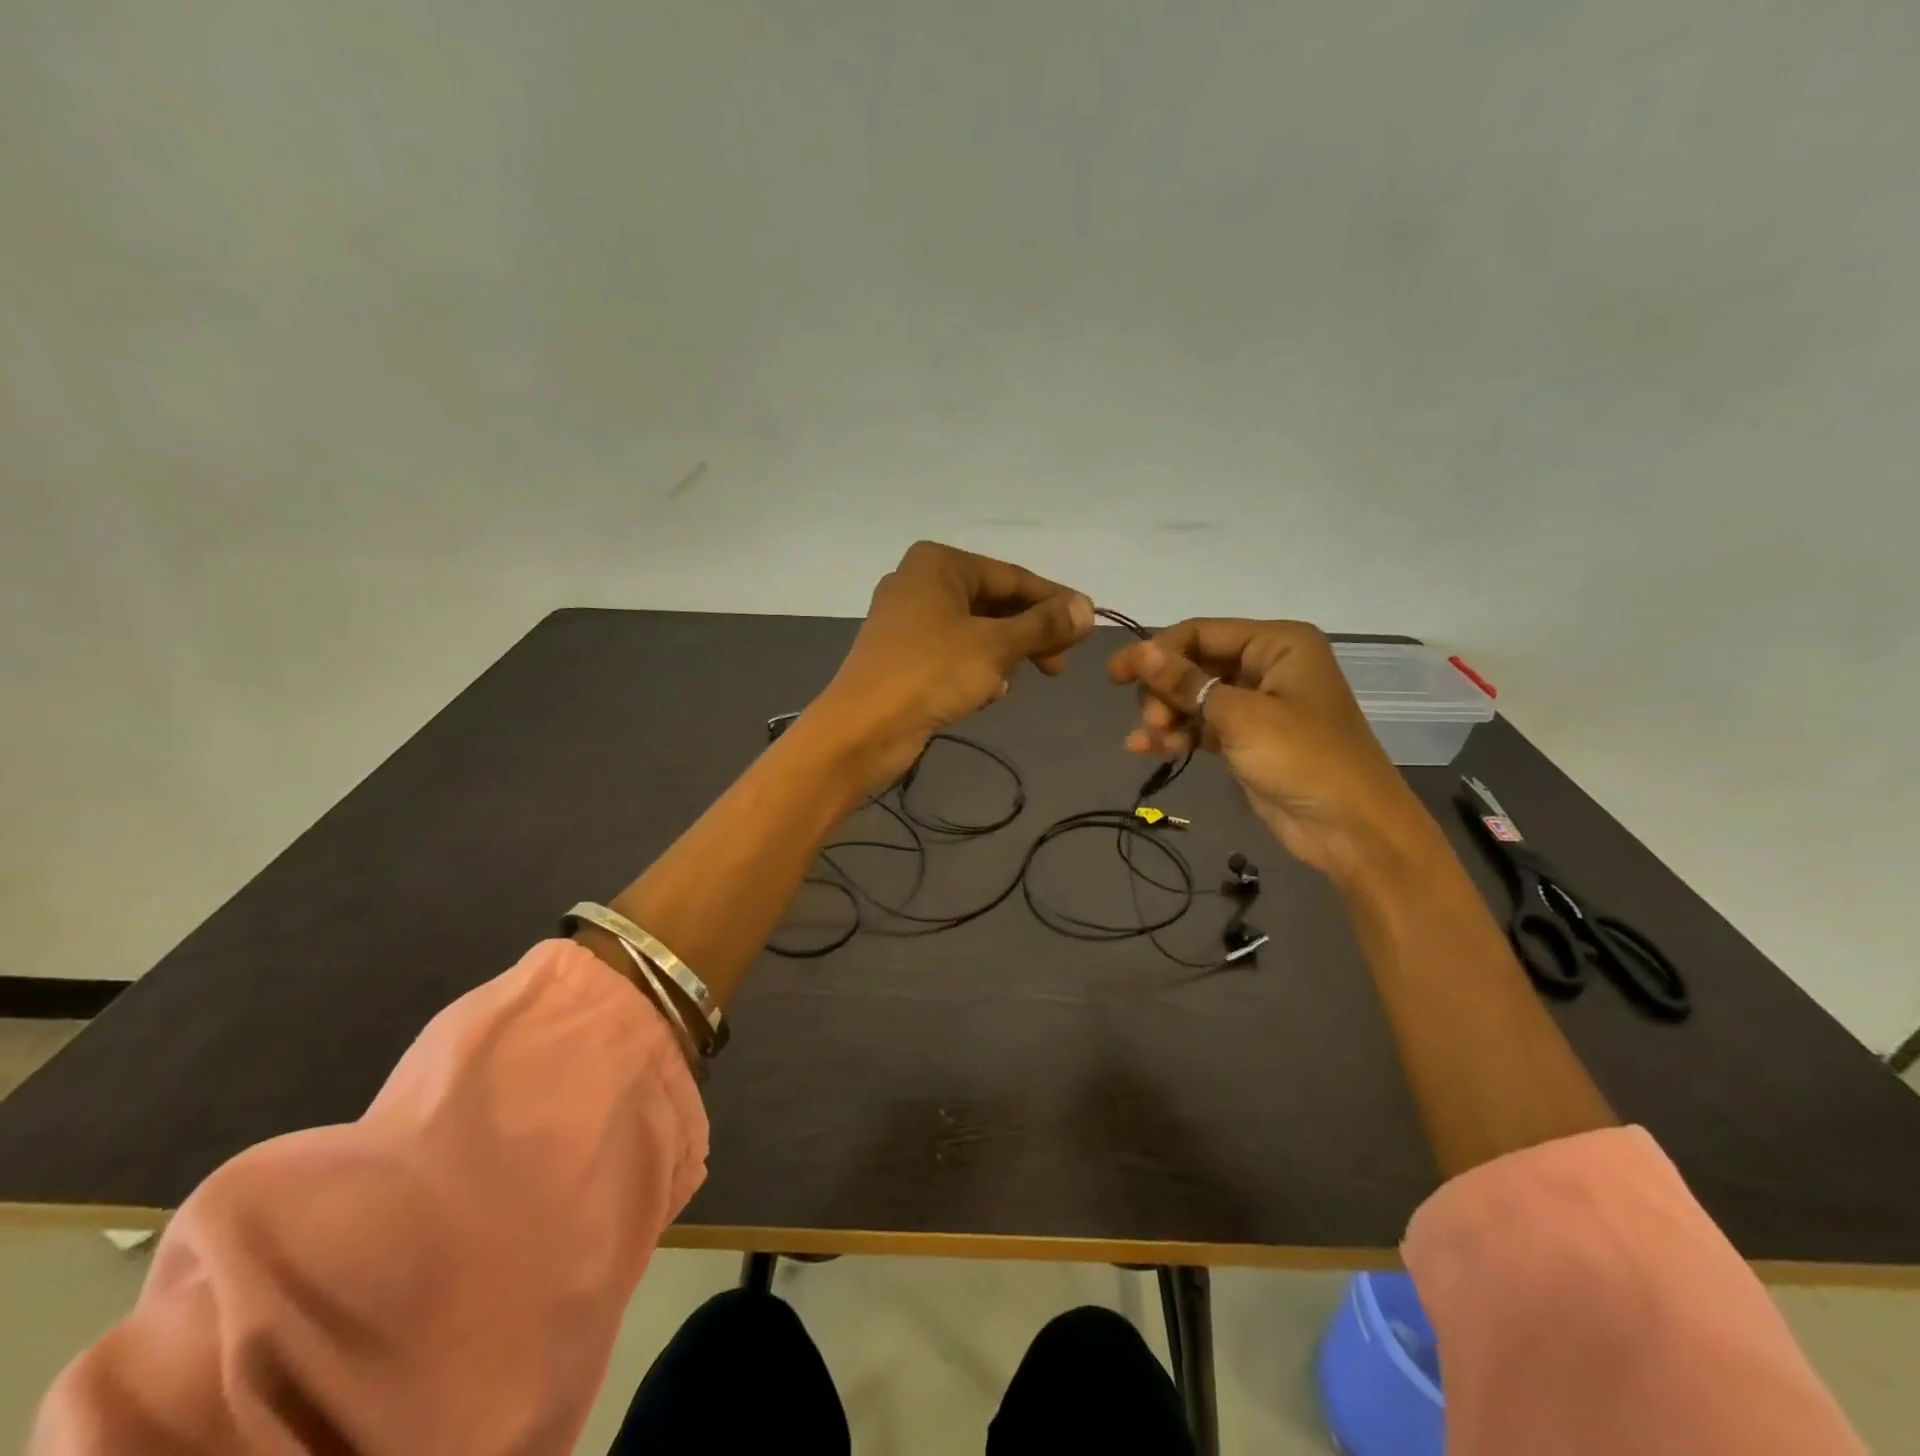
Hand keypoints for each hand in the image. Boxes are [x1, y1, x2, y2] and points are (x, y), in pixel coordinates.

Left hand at [812, 541, 1093, 788]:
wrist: (862, 728)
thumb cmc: (931, 673)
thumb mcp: (996, 646)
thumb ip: (1044, 625)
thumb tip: (1088, 609)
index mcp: (939, 563)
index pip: (1012, 576)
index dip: (1054, 601)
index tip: (1088, 625)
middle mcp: (920, 582)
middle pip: (994, 602)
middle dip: (1029, 634)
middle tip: (1059, 665)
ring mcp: (907, 620)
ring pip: (975, 630)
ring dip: (1003, 655)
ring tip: (1013, 682)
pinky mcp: (902, 655)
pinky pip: (954, 653)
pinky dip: (976, 669)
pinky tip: (986, 694)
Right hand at [1107, 620, 1433, 877]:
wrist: (1350, 828)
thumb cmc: (1302, 758)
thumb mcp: (1240, 716)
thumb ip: (1186, 682)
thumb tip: (1140, 652)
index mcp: (1277, 644)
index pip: (1201, 633)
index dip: (1156, 652)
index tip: (1116, 676)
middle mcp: (1267, 666)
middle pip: (1193, 664)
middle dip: (1164, 691)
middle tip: (1152, 722)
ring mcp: (1257, 704)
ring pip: (1193, 697)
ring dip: (1166, 717)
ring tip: (1151, 742)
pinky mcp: (1248, 738)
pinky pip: (1202, 725)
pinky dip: (1178, 735)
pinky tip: (1149, 750)